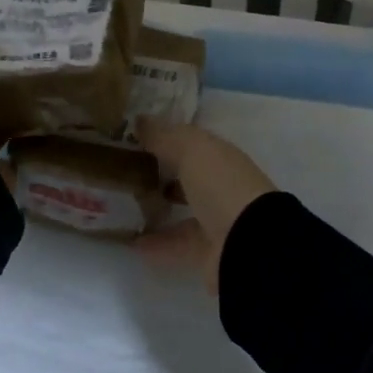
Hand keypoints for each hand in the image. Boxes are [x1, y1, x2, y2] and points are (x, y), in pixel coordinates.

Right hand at [134, 117, 276, 292]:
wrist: (248, 244)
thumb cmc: (221, 186)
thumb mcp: (192, 150)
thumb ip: (165, 136)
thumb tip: (140, 120)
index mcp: (223, 158)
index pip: (193, 144)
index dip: (167, 138)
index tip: (135, 138)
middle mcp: (222, 187)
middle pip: (189, 176)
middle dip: (163, 172)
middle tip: (126, 171)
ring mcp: (217, 220)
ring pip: (184, 209)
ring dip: (158, 207)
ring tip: (124, 205)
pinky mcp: (207, 252)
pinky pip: (175, 243)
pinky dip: (155, 242)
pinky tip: (130, 240)